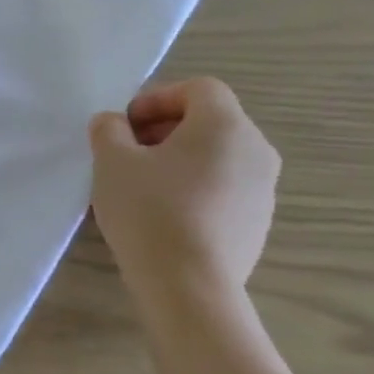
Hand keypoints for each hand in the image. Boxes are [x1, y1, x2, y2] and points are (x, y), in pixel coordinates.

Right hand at [88, 79, 279, 303]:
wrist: (189, 284)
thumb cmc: (149, 210)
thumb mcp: (111, 161)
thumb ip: (108, 130)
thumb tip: (113, 123)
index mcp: (225, 125)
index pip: (198, 89)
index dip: (156, 98)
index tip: (124, 125)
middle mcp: (256, 149)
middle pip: (210, 122)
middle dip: (164, 130)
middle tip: (126, 153)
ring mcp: (264, 189)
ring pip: (217, 157)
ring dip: (179, 160)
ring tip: (141, 186)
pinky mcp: (259, 222)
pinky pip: (223, 188)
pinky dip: (194, 188)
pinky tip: (163, 215)